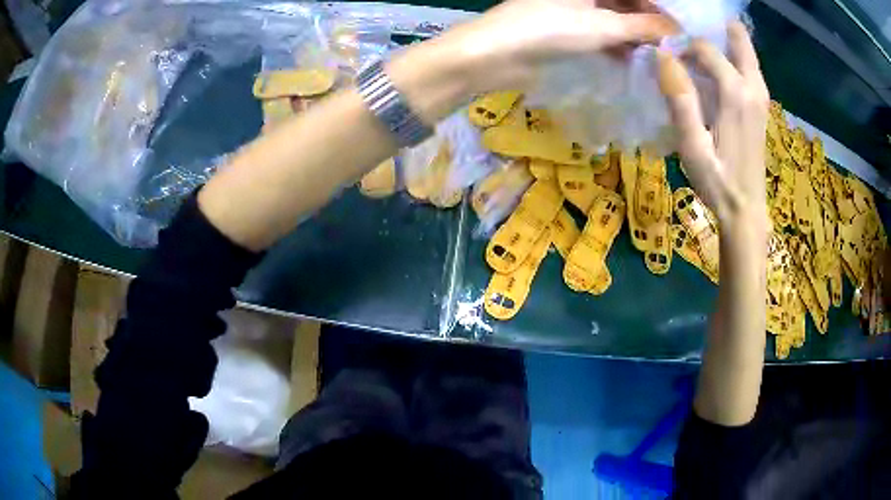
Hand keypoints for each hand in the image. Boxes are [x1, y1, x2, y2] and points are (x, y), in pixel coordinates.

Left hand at [442, 0, 678, 92]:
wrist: (493, 55)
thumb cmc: (547, 29)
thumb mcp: (602, 26)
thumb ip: (642, 26)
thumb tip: (677, 30)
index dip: (658, 8)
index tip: (680, 30)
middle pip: (624, 3)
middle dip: (648, 23)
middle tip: (672, 47)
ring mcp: (572, 11)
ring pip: (613, 20)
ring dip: (635, 37)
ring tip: (658, 57)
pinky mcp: (565, 31)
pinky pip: (599, 35)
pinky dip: (617, 46)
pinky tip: (633, 61)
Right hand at [656, 22, 769, 229]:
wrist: (746, 210)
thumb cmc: (718, 182)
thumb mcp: (692, 146)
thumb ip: (680, 100)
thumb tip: (663, 58)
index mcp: (735, 94)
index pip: (706, 48)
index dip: (683, 48)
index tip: (669, 61)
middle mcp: (753, 88)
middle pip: (738, 38)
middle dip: (714, 30)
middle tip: (690, 40)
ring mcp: (761, 97)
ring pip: (746, 51)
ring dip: (724, 42)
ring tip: (700, 53)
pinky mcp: (762, 107)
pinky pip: (749, 68)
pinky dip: (733, 59)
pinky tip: (716, 71)